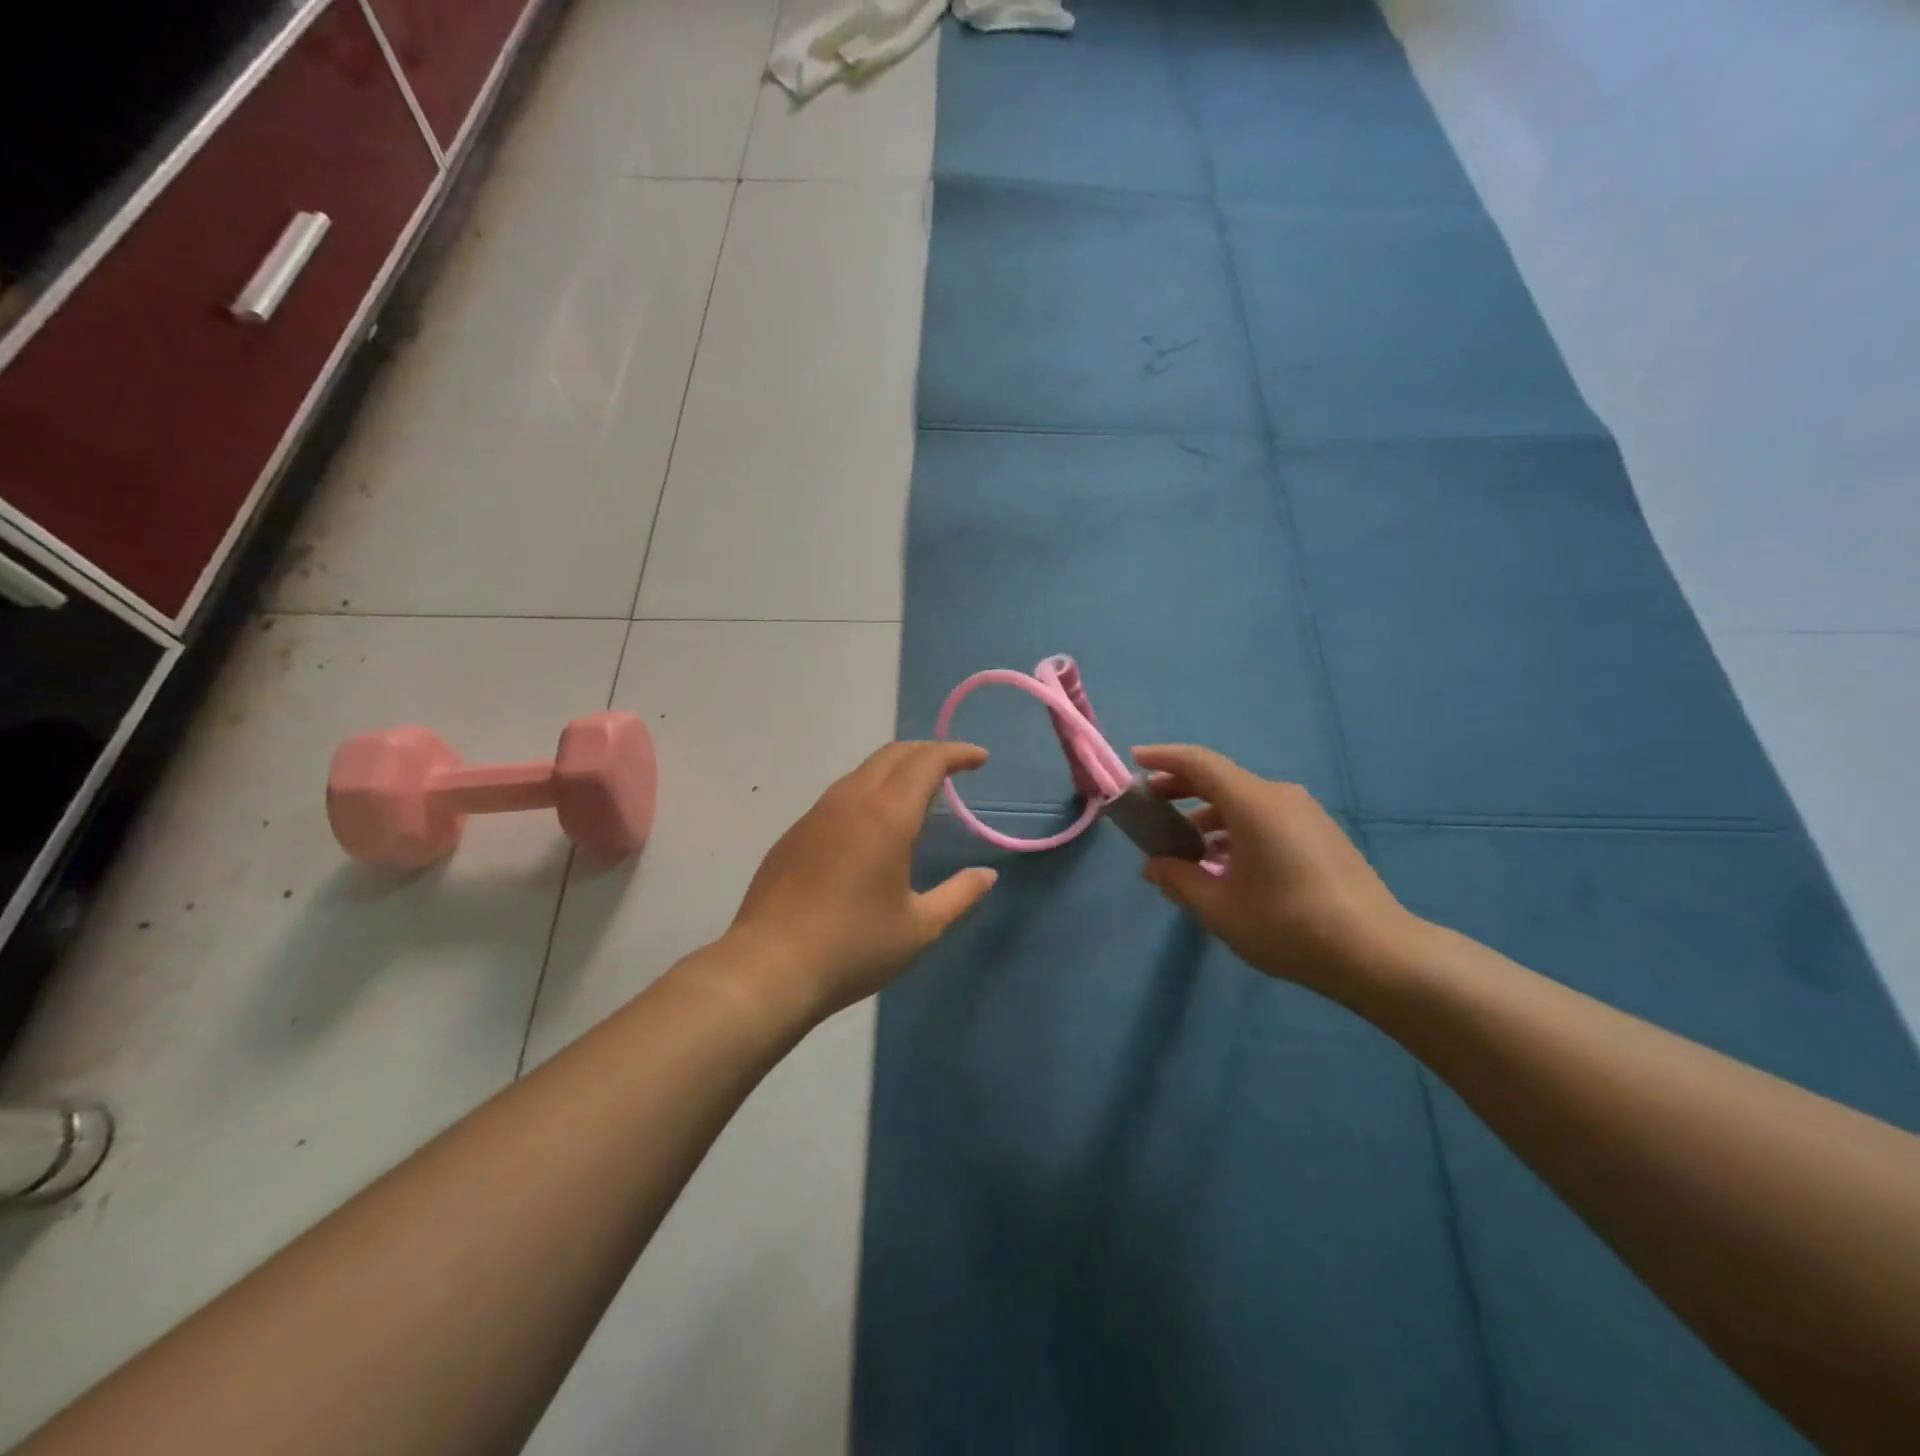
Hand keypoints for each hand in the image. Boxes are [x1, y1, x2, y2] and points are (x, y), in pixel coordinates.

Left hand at [727, 741, 998, 1020]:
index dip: (956, 753)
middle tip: (954, 769)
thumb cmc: (853, 947)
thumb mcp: (919, 928)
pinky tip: (873, 825)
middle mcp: (850, 801)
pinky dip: (869, 791)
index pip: (926, 762)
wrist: (768, 968)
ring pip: (862, 772)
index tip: (980, 759)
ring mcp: (816, 815)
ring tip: (918, 793)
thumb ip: (959, 896)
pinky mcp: (794, 833)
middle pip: (893, 755)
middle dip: (928, 752)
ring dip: (896, 769)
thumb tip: (986, 875)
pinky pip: (839, 795)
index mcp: (886, 816)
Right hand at [1132, 745, 1427, 1001]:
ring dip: (1209, 815)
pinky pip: (1266, 817)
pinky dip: (1236, 828)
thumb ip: (1179, 880)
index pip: (1199, 763)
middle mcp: (1280, 797)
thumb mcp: (1219, 908)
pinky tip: (1226, 863)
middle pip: (1221, 779)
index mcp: (1253, 803)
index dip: (1163, 758)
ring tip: (1185, 847)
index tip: (1134, 760)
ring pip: (1244, 801)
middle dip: (1181, 788)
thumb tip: (1153, 866)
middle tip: (1151, 806)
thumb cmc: (1288, 925)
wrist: (1377, 953)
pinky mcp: (1321, 834)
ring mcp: (1305, 814)